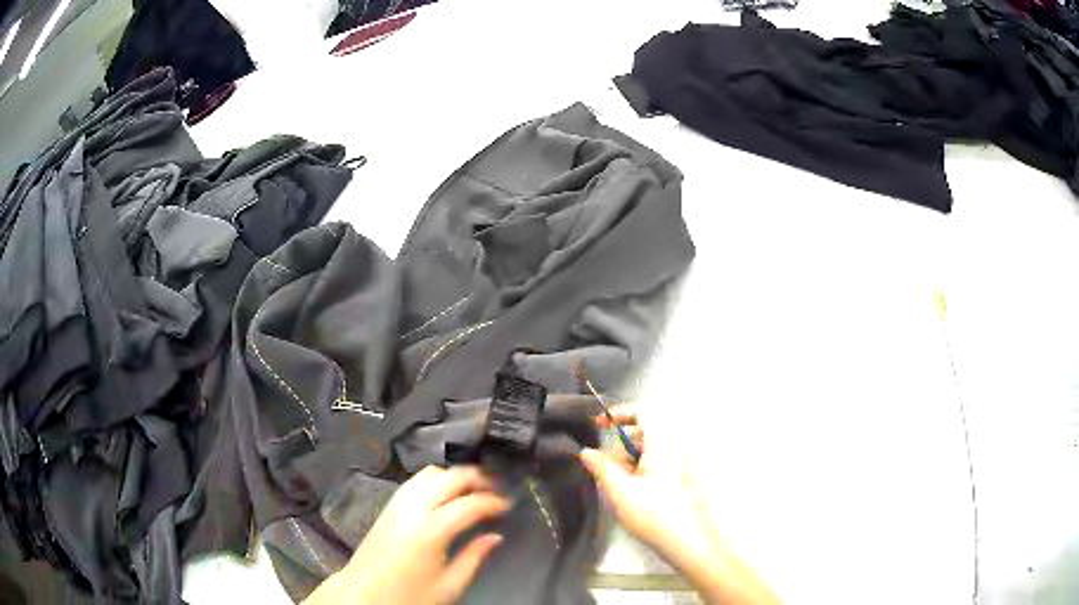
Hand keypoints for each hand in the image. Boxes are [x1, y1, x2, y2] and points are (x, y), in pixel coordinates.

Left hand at [304, 465, 508, 604]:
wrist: (363, 594)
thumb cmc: (408, 595)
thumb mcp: (448, 586)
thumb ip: (474, 558)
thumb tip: (495, 537)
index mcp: (430, 531)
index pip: (469, 504)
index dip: (493, 501)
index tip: (509, 506)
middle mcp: (412, 509)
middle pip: (449, 478)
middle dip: (477, 478)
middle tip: (497, 489)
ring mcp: (396, 504)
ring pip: (429, 473)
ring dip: (454, 475)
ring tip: (473, 487)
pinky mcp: (387, 506)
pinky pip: (414, 481)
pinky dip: (435, 479)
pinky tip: (445, 492)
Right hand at [579, 406, 779, 604]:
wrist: (684, 541)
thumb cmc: (653, 513)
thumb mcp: (620, 490)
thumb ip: (601, 467)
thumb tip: (587, 452)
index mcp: (661, 445)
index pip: (642, 412)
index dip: (618, 413)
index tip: (598, 424)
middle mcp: (672, 449)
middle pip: (642, 432)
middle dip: (619, 444)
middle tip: (604, 464)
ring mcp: (676, 465)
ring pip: (647, 450)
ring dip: (627, 459)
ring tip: (616, 483)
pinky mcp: (676, 479)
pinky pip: (653, 463)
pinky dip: (637, 470)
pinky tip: (629, 492)